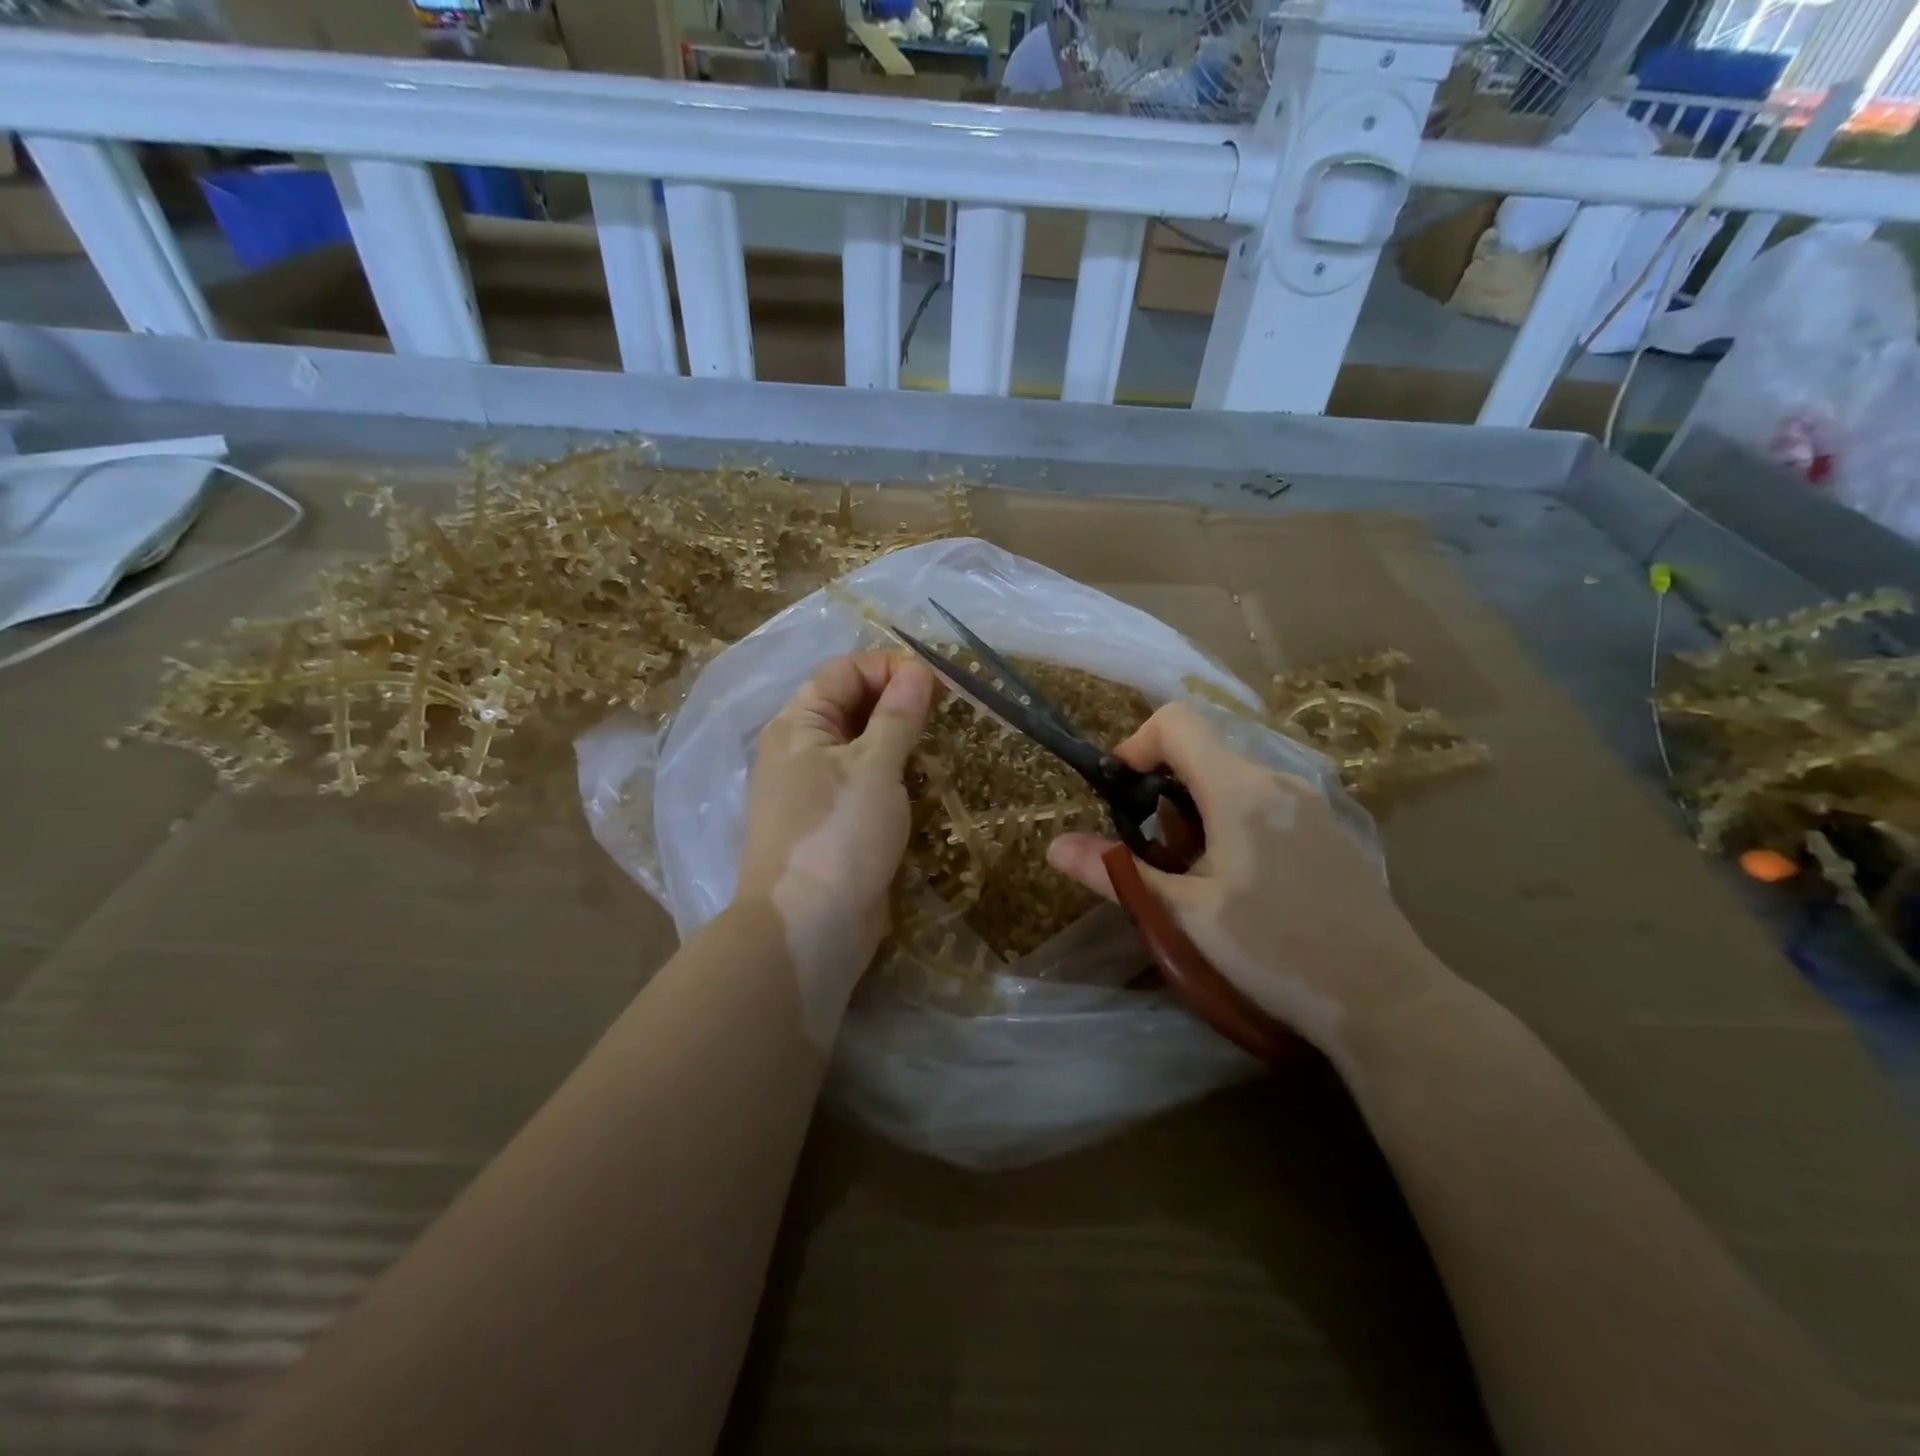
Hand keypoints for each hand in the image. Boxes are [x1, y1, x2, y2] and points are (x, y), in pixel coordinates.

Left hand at [736, 652, 936, 1008]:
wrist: (809, 928)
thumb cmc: (839, 834)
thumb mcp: (874, 766)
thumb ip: (897, 715)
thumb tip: (918, 669)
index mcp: (798, 725)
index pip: (844, 671)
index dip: (889, 667)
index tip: (937, 683)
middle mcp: (800, 750)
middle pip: (851, 705)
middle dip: (898, 702)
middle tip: (946, 712)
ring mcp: (815, 790)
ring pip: (861, 746)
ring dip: (899, 740)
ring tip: (940, 746)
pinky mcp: (833, 823)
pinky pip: (865, 783)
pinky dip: (893, 776)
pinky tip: (923, 784)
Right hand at [1047, 702, 1460, 1062]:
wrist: (1387, 999)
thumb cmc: (1275, 951)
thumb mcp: (1184, 915)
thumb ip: (1117, 873)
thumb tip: (1054, 846)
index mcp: (1240, 789)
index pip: (1176, 722)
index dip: (1136, 745)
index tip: (1121, 796)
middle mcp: (1278, 780)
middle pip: (1203, 751)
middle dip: (1163, 789)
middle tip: (1153, 851)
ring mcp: (1310, 804)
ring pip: (1233, 779)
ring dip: (1196, 809)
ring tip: (1194, 874)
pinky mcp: (1329, 830)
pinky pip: (1264, 801)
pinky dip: (1232, 820)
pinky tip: (1243, 883)